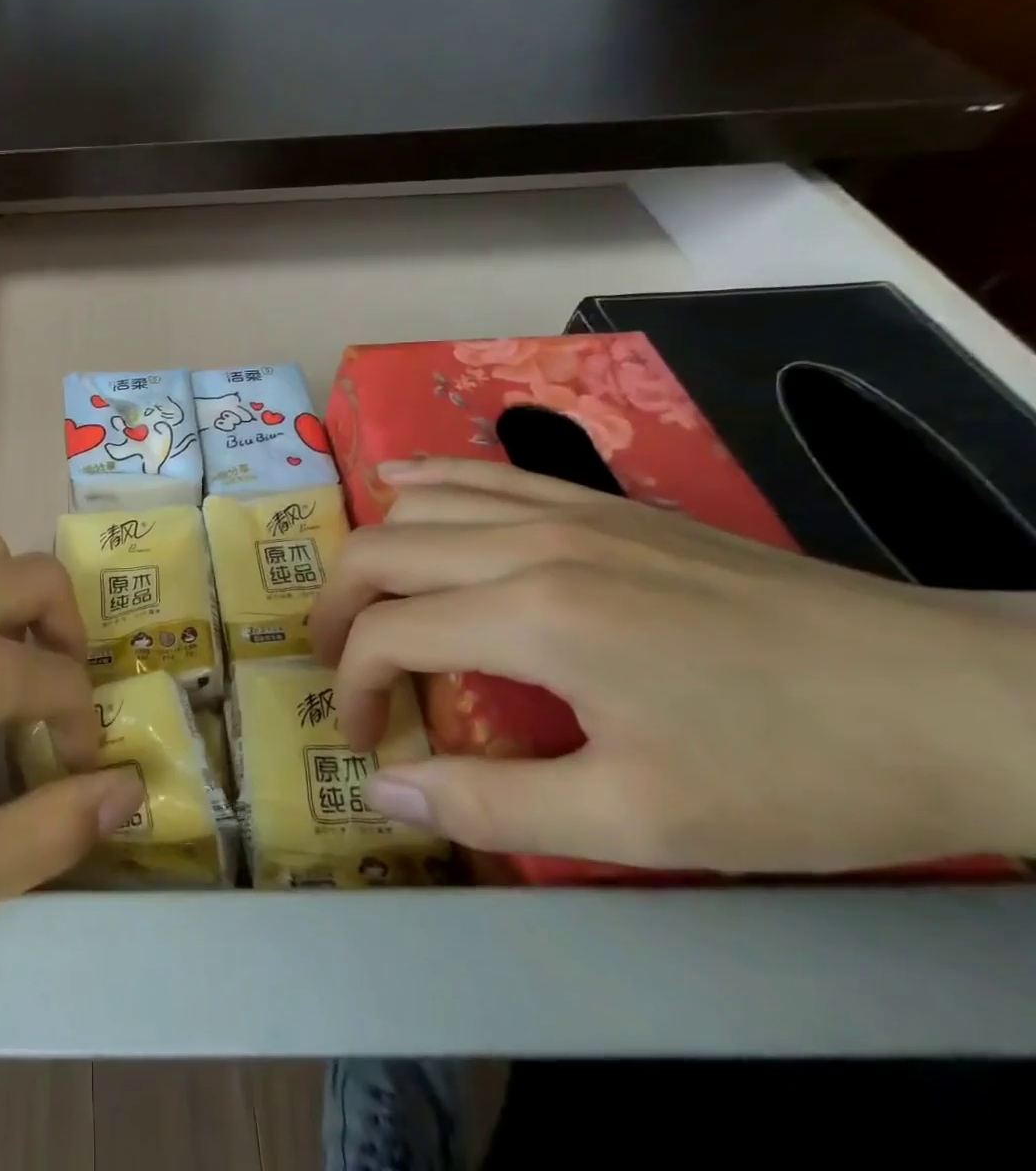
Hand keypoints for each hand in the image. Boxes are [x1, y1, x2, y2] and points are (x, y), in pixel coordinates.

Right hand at [307, 458, 1035, 872]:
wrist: (958, 699)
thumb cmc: (795, 772)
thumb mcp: (638, 823)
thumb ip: (490, 803)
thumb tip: (383, 788)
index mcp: (531, 616)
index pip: (386, 634)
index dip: (353, 689)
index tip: (365, 740)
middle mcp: (528, 542)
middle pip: (378, 552)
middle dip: (334, 611)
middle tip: (338, 667)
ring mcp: (566, 509)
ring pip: (418, 503)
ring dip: (371, 552)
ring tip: (365, 603)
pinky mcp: (600, 501)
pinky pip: (483, 470)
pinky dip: (423, 479)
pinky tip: (397, 484)